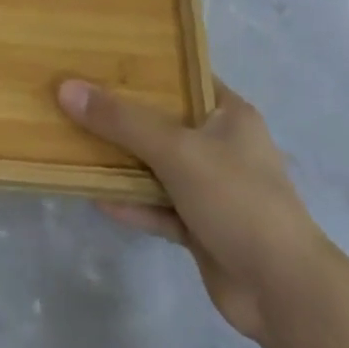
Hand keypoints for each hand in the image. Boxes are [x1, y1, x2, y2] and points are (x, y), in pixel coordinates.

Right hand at [58, 78, 329, 340]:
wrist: (282, 290)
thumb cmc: (236, 199)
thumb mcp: (176, 149)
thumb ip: (121, 120)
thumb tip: (66, 88)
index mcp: (229, 115)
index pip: (184, 76)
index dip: (147, 66)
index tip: (102, 58)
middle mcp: (222, 146)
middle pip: (164, 122)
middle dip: (123, 114)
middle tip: (77, 96)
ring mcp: (212, 189)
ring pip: (158, 166)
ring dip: (123, 162)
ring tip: (76, 143)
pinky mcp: (202, 228)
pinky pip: (159, 207)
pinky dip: (132, 203)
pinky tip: (95, 197)